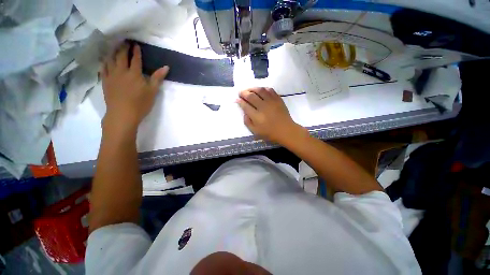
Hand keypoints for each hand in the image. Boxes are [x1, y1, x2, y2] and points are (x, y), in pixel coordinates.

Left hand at [101, 43, 168, 129]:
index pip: (136, 59)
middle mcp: (121, 71)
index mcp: (134, 74)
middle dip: (124, 48)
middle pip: (121, 56)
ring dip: (113, 52)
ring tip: (115, 48)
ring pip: (110, 60)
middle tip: (125, 42)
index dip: (136, 51)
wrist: (122, 114)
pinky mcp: (105, 81)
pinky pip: (103, 68)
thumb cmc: (140, 104)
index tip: (136, 44)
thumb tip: (166, 67)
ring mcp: (111, 76)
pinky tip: (106, 60)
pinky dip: (105, 62)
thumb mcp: (152, 91)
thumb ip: (158, 78)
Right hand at [237, 87, 304, 143]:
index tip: (237, 99)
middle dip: (243, 93)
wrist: (285, 130)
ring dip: (252, 88)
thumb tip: (244, 112)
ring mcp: (271, 102)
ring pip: (260, 90)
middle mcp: (263, 107)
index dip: (239, 101)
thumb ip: (247, 122)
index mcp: (257, 117)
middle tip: (240, 93)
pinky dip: (263, 88)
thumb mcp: (255, 131)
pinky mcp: (278, 99)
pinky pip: (270, 90)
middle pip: (251, 96)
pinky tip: (260, 90)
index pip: (245, 106)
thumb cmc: (270, 133)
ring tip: (248, 90)